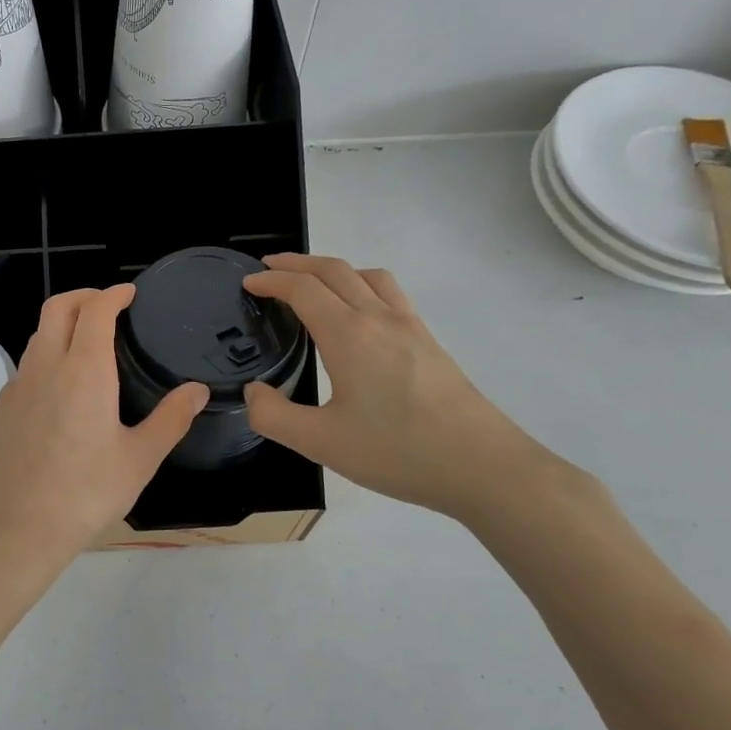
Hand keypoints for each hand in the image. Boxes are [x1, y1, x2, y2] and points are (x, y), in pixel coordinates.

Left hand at [0, 285, 207, 595]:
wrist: (18, 529)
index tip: (129, 293)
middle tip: (108, 304)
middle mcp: (45, 367)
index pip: (95, 310)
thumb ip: (171, 419)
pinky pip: (26, 366)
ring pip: (37, 335)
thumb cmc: (86, 493)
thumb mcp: (140, 459)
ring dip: (62, 324)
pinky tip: (61, 386)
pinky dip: (46, 355)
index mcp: (83, 371)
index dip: (113, 293)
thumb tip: (196, 390)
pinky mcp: (2, 409)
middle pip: (57, 308)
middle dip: (83, 295)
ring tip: (87, 341)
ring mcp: (18, 387)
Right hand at [243, 254, 560, 522]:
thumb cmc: (397, 452)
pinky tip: (359, 313)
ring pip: (366, 275)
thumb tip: (254, 391)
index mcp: (348, 335)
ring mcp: (410, 326)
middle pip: (334, 270)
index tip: (248, 284)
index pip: (302, 289)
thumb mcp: (321, 443)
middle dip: (296, 264)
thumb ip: (273, 416)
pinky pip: (389, 292)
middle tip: (268, 270)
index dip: (271, 281)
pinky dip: (361, 283)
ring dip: (332, 268)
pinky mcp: (428, 340)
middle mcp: (379, 318)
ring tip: (311, 283)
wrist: (482, 465)